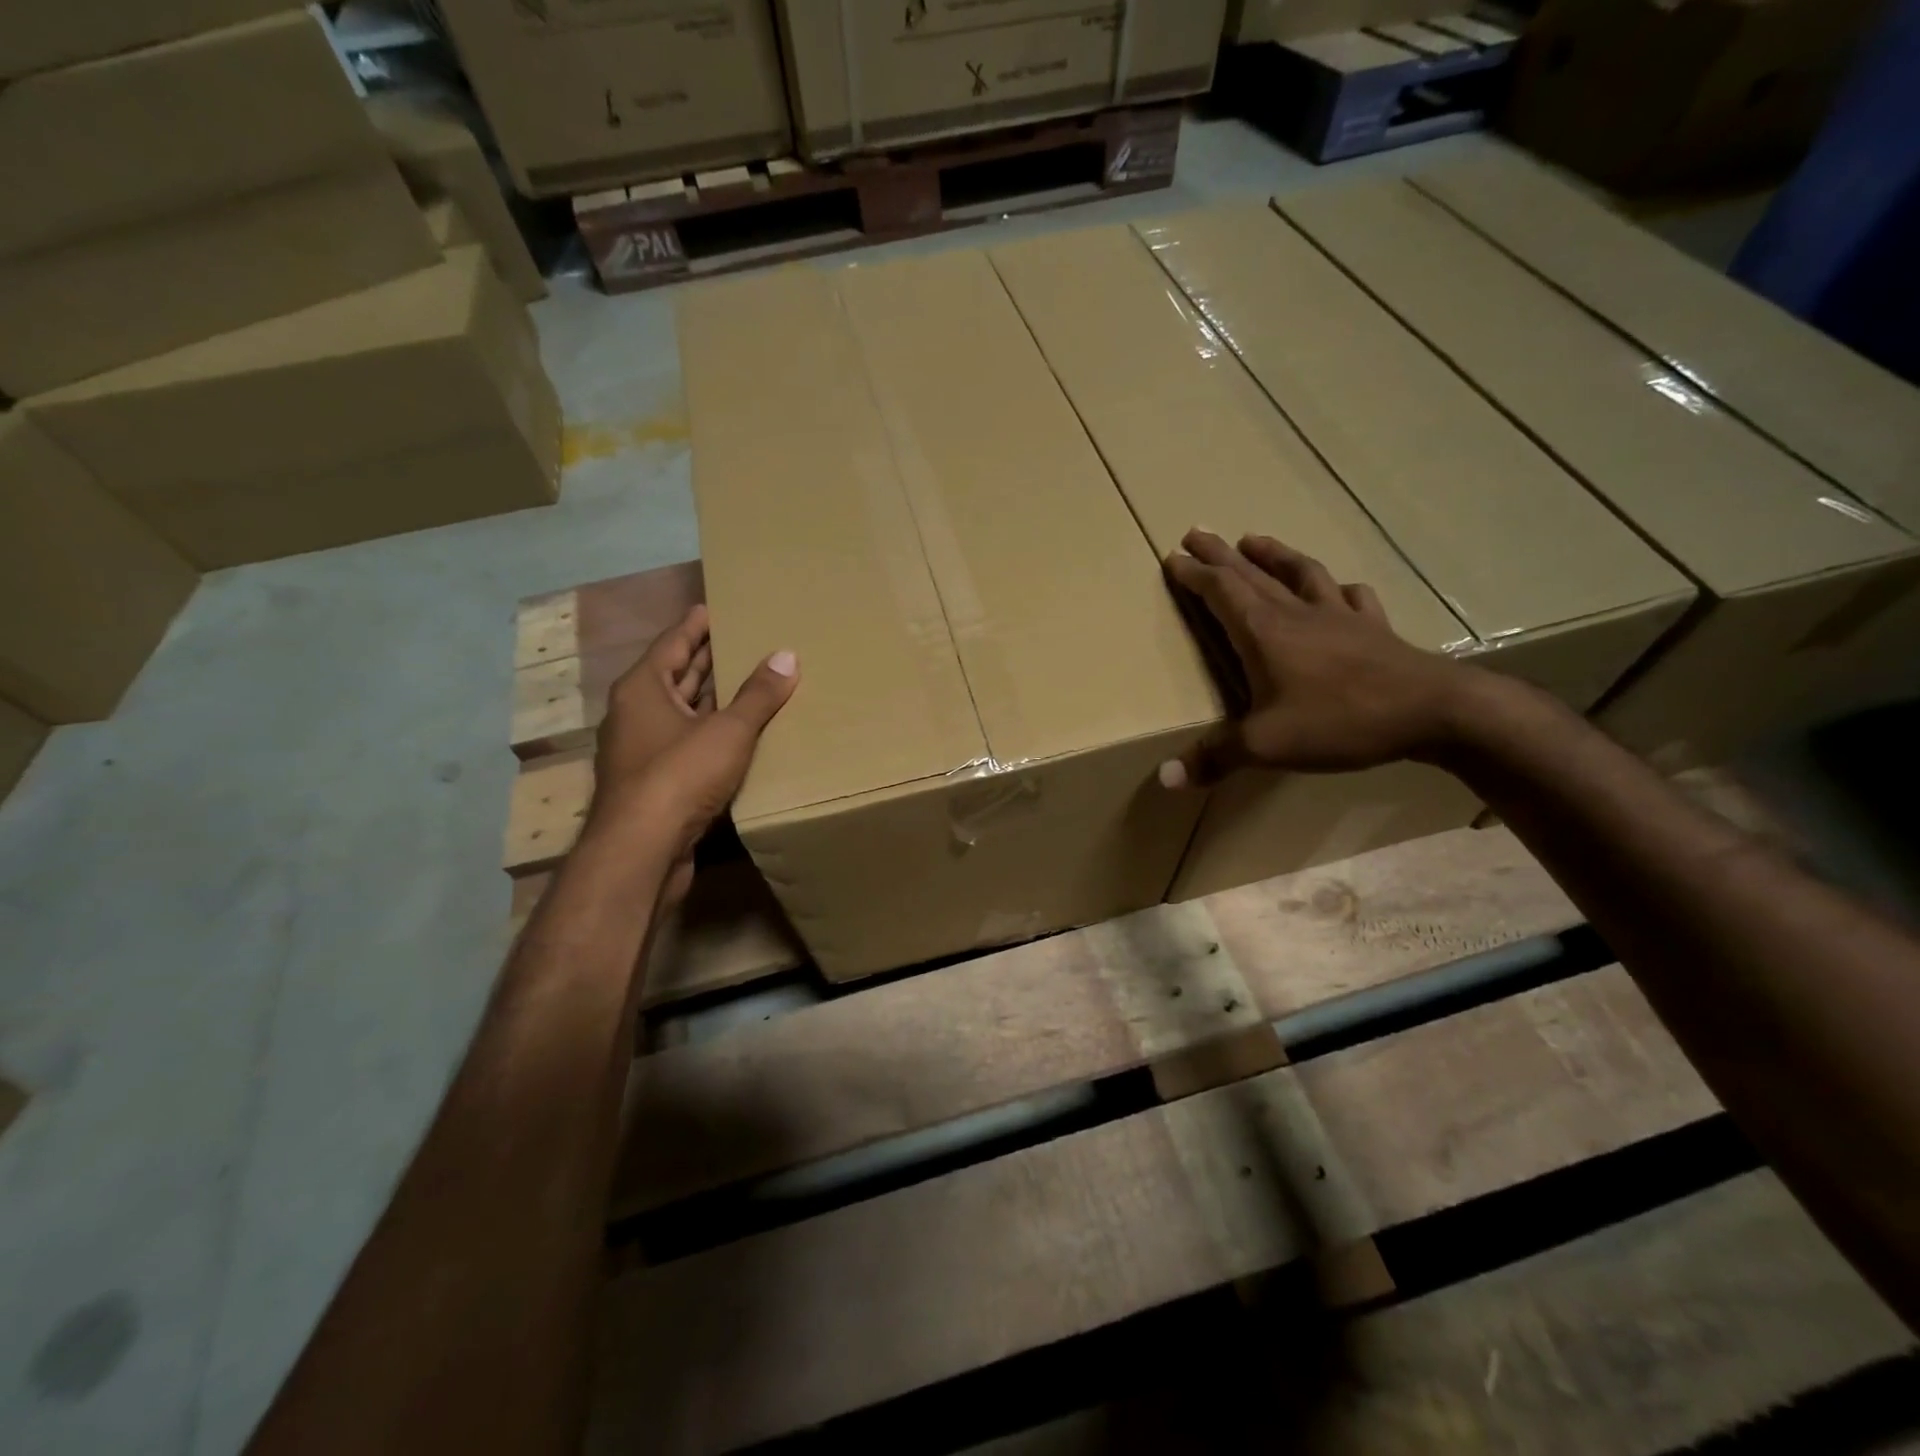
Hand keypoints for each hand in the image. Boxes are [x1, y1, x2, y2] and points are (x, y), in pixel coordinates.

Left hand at [590, 604, 797, 897]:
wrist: (641, 850)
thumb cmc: (679, 775)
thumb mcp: (728, 730)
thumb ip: (758, 694)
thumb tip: (787, 655)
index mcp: (643, 688)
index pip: (672, 642)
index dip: (697, 624)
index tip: (718, 607)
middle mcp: (636, 713)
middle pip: (676, 675)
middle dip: (707, 658)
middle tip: (744, 639)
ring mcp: (642, 750)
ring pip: (682, 712)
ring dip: (712, 698)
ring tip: (750, 680)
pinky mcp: (654, 783)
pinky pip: (686, 743)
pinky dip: (711, 732)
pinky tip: (739, 734)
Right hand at [1160, 529, 1481, 785]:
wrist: (1434, 711)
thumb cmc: (1340, 720)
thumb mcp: (1267, 745)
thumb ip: (1215, 757)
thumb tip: (1165, 778)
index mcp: (1264, 633)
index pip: (1221, 592)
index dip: (1194, 575)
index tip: (1172, 557)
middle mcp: (1298, 614)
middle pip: (1252, 574)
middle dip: (1220, 554)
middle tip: (1196, 533)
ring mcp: (1340, 617)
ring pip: (1300, 574)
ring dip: (1273, 555)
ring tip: (1254, 539)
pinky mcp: (1374, 629)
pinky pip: (1352, 598)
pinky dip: (1337, 588)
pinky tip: (1339, 588)